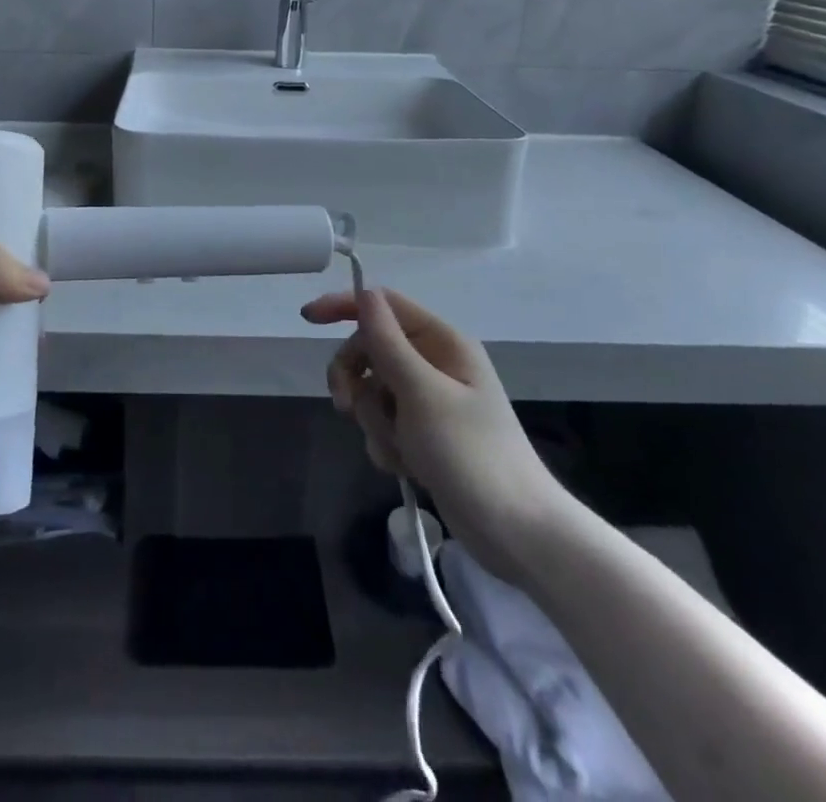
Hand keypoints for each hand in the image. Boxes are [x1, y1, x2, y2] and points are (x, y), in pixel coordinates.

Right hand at [302, 287, 566, 564]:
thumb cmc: (472, 455)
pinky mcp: (424, 435)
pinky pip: (384, 422)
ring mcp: (429, 402)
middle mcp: (436, 364)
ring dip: (373, 419)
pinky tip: (404, 466)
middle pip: (372, 349)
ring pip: (373, 390)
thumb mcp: (422, 394)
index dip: (345, 305)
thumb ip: (387, 343)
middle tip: (345, 405)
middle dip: (356, 378)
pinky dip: (385, 442)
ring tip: (398, 448)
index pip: (384, 305)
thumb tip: (364, 292)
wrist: (517, 533)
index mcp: (443, 342)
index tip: (308, 319)